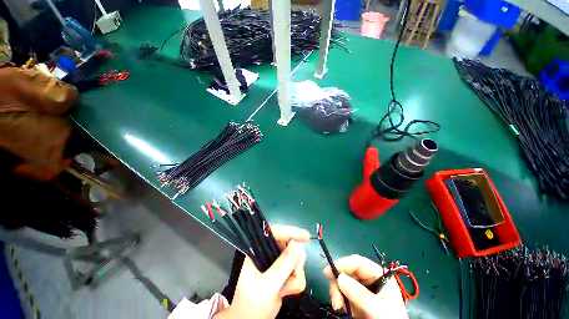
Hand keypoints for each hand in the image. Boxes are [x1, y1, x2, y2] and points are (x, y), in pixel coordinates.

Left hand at [215, 225, 309, 318]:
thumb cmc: (251, 306)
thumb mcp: (266, 287)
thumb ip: (282, 266)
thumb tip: (297, 245)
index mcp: (256, 251)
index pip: (274, 233)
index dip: (289, 231)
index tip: (305, 236)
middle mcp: (267, 253)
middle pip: (288, 244)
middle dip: (295, 259)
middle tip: (295, 272)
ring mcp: (275, 263)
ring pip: (295, 257)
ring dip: (296, 273)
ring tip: (287, 287)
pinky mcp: (282, 272)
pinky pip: (297, 269)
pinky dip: (296, 280)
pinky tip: (288, 291)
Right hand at [324, 255, 407, 318]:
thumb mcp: (380, 310)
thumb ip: (361, 295)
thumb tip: (339, 277)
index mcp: (379, 275)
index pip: (357, 262)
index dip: (342, 263)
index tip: (328, 272)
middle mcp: (369, 279)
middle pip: (347, 271)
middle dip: (338, 283)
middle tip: (335, 298)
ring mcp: (362, 290)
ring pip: (343, 282)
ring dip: (337, 292)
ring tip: (338, 306)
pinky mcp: (357, 300)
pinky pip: (343, 293)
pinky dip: (340, 299)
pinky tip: (343, 308)